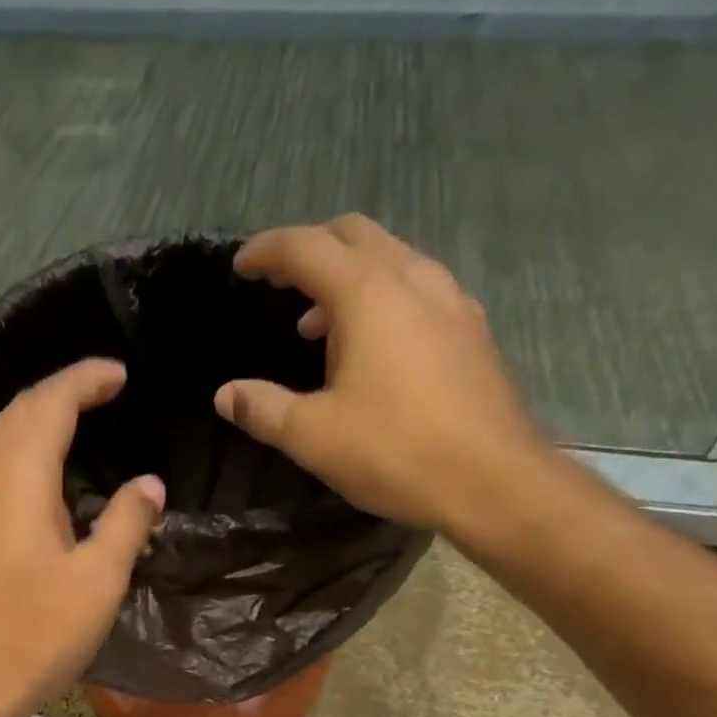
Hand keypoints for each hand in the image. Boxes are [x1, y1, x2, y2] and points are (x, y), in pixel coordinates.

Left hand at [0, 359, 164, 716]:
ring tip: (76, 423)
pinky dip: (21, 452)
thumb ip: (128, 522)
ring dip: (36, 419)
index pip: (50, 402)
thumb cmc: (38, 631)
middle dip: (60, 392)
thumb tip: (148, 484)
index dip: (85, 380)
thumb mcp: (99, 578)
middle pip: (18, 411)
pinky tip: (42, 478)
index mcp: (20, 477)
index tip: (120, 375)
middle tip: (103, 392)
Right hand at [215, 215, 555, 537]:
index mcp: (367, 293)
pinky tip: (371, 347)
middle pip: (354, 236)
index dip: (267, 251)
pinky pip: (416, 290)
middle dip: (311, 250)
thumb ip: (263, 409)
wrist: (490, 479)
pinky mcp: (470, 330)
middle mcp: (412, 279)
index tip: (240, 267)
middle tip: (279, 282)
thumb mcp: (313, 436)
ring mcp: (450, 301)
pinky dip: (381, 299)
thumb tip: (226, 395)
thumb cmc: (394, 451)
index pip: (307, 248)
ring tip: (317, 324)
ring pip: (391, 260)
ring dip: (348, 277)